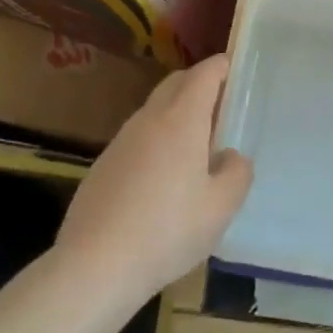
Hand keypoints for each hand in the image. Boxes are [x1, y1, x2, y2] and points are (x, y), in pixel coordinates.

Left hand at [54, 55, 251, 300]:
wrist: (94, 267)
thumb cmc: (168, 230)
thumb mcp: (221, 207)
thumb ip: (237, 173)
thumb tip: (230, 157)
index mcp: (182, 119)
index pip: (205, 73)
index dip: (223, 66)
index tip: (238, 71)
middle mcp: (149, 119)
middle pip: (177, 83)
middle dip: (200, 84)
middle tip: (223, 106)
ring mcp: (121, 141)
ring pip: (155, 110)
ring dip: (177, 113)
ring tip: (196, 145)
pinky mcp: (103, 165)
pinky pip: (138, 138)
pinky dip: (157, 140)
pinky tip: (163, 179)